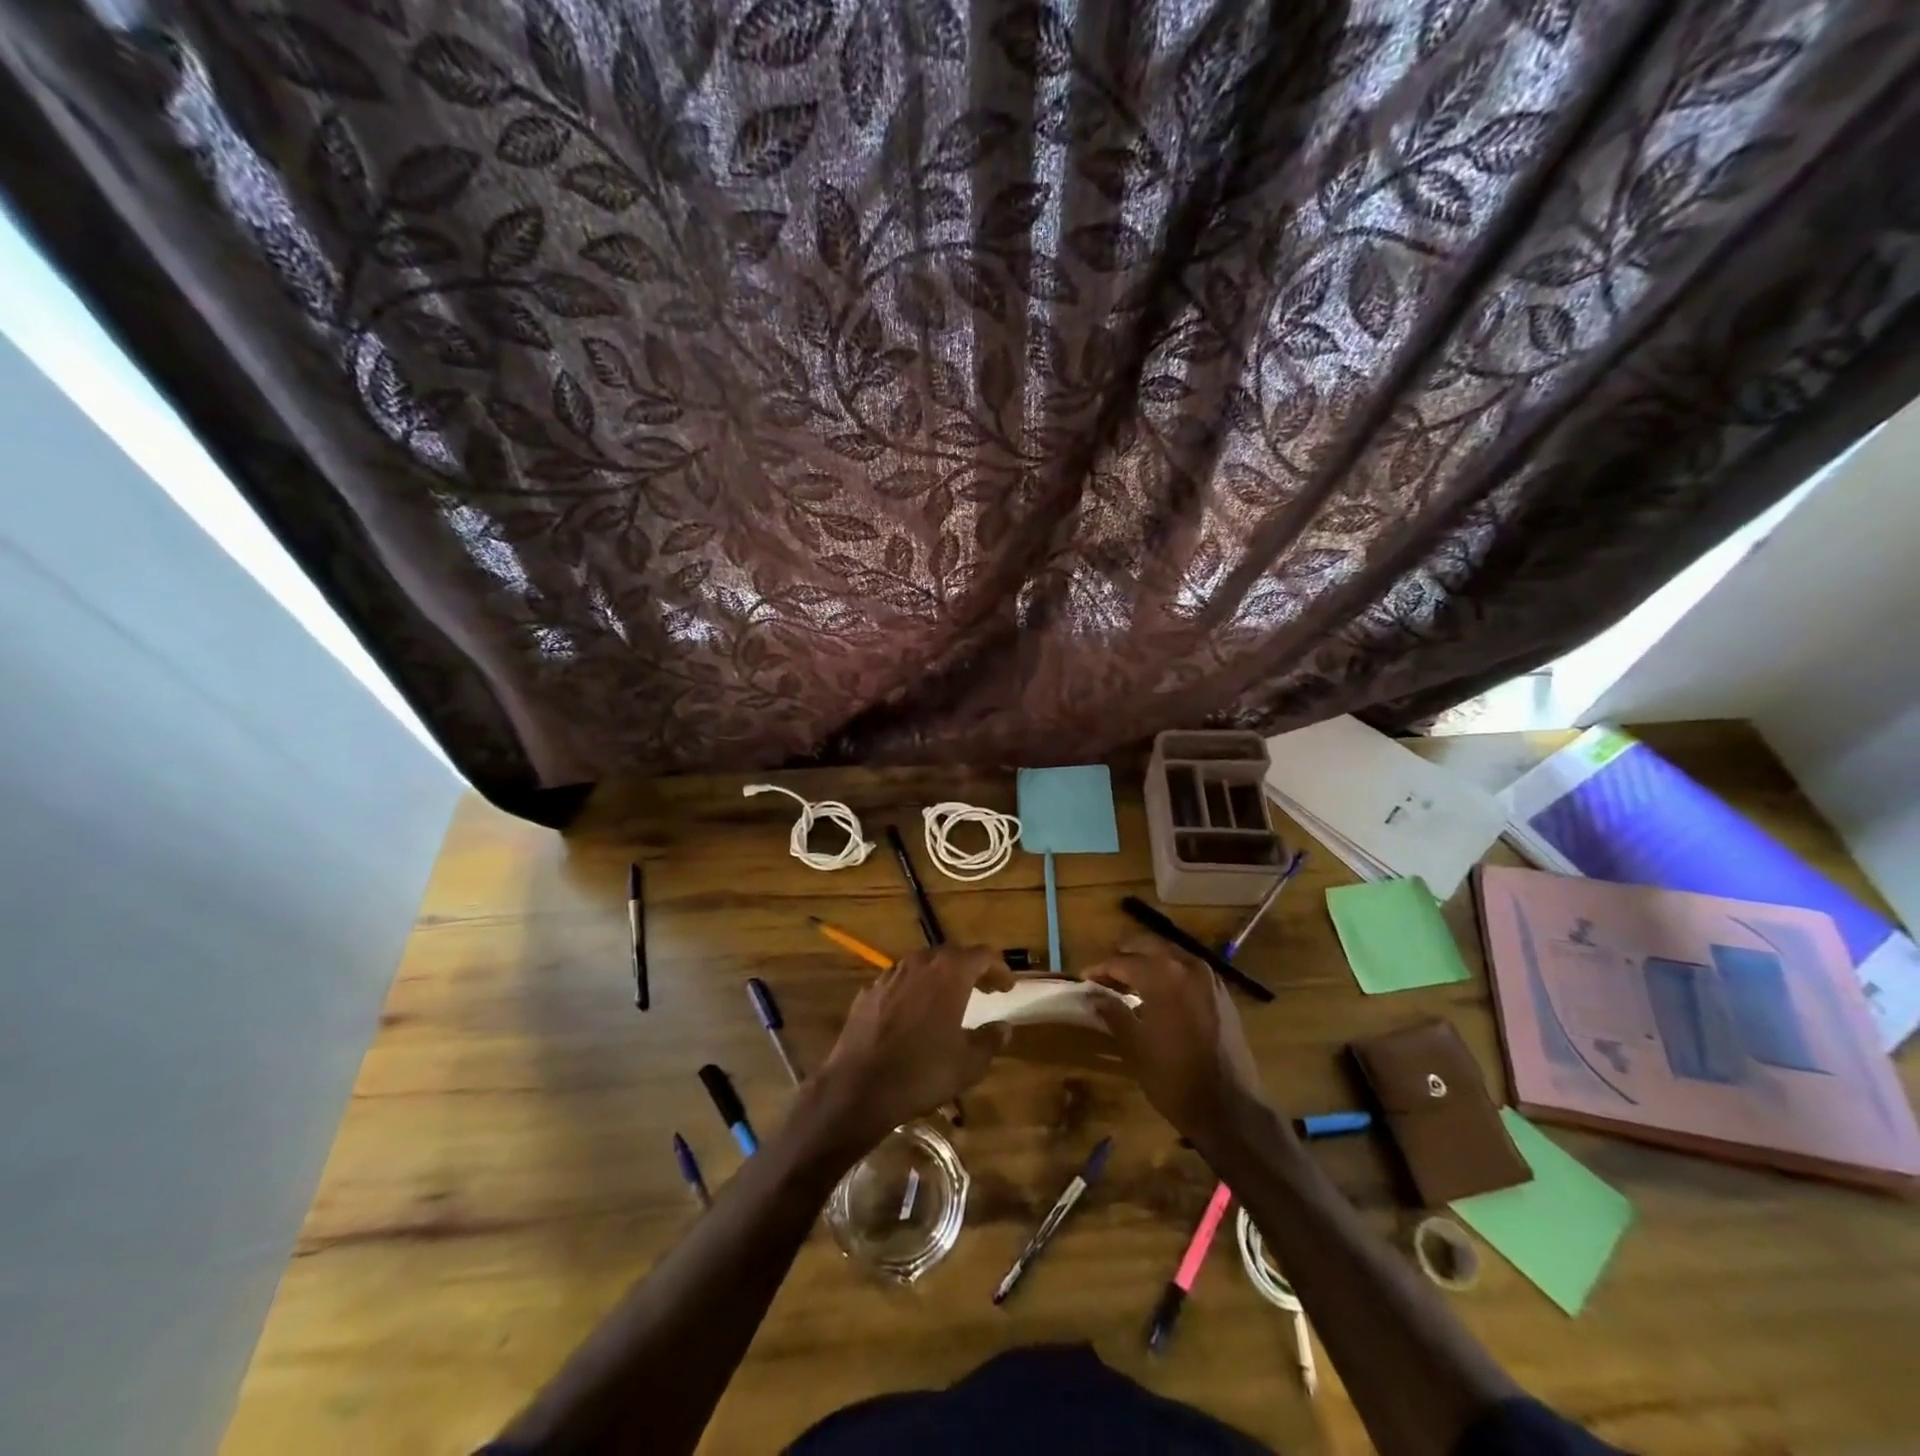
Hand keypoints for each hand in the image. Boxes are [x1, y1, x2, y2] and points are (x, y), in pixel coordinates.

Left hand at [815, 944, 1012, 1148]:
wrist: (859, 1087)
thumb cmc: (922, 1072)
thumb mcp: (969, 1064)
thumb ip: (990, 1040)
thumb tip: (1004, 1026)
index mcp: (949, 973)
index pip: (982, 955)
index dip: (999, 968)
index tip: (1007, 987)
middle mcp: (920, 964)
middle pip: (952, 955)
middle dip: (971, 969)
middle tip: (985, 989)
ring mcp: (890, 975)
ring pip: (923, 965)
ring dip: (941, 976)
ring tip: (950, 998)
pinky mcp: (869, 992)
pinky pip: (899, 981)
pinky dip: (914, 989)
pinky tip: (914, 1012)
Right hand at [1087, 934, 1271, 1143]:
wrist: (1230, 1109)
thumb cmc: (1174, 1078)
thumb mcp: (1136, 1046)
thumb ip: (1114, 1013)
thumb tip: (1094, 995)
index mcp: (1163, 976)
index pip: (1123, 962)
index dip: (1101, 969)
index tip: (1085, 978)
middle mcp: (1188, 967)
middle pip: (1149, 946)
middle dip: (1125, 956)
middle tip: (1107, 974)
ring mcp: (1210, 979)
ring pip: (1171, 955)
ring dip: (1149, 962)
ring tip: (1131, 981)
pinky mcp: (1223, 994)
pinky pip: (1190, 971)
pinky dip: (1171, 973)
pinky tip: (1161, 993)